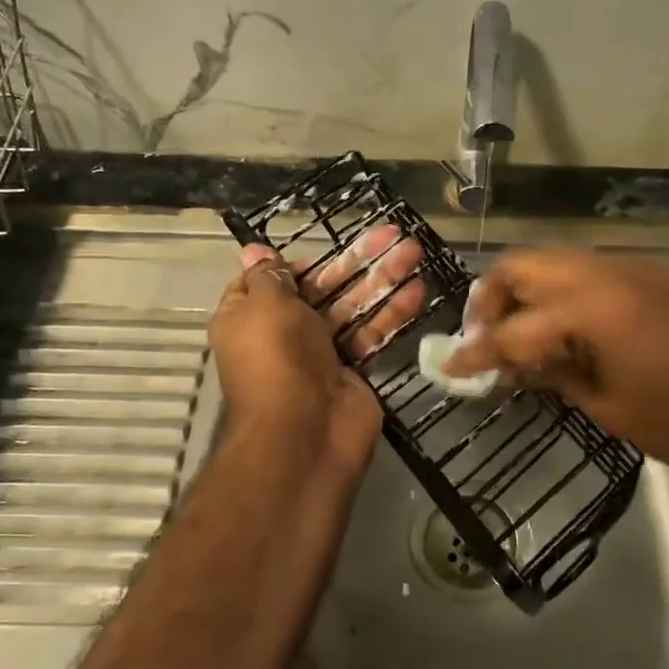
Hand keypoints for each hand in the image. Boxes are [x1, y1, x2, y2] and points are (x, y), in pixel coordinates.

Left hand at [207, 232, 424, 490]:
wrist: (303, 433)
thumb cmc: (276, 357)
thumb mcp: (265, 304)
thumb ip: (269, 275)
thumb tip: (253, 249)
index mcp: (249, 316)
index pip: (271, 281)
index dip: (297, 264)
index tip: (324, 250)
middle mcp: (282, 333)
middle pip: (322, 288)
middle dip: (357, 261)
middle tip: (393, 234)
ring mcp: (320, 353)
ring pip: (353, 307)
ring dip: (383, 280)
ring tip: (415, 251)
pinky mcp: (353, 371)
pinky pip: (372, 335)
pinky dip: (392, 313)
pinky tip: (418, 289)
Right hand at [442, 247, 668, 490]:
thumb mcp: (610, 407)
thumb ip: (555, 377)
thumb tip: (515, 369)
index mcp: (589, 308)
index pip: (512, 329)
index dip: (476, 351)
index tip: (450, 368)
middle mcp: (603, 273)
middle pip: (523, 265)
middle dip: (493, 298)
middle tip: (486, 338)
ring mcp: (631, 269)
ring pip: (555, 261)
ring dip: (527, 289)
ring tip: (521, 334)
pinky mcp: (652, 276)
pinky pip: (587, 271)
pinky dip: (561, 292)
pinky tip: (566, 330)